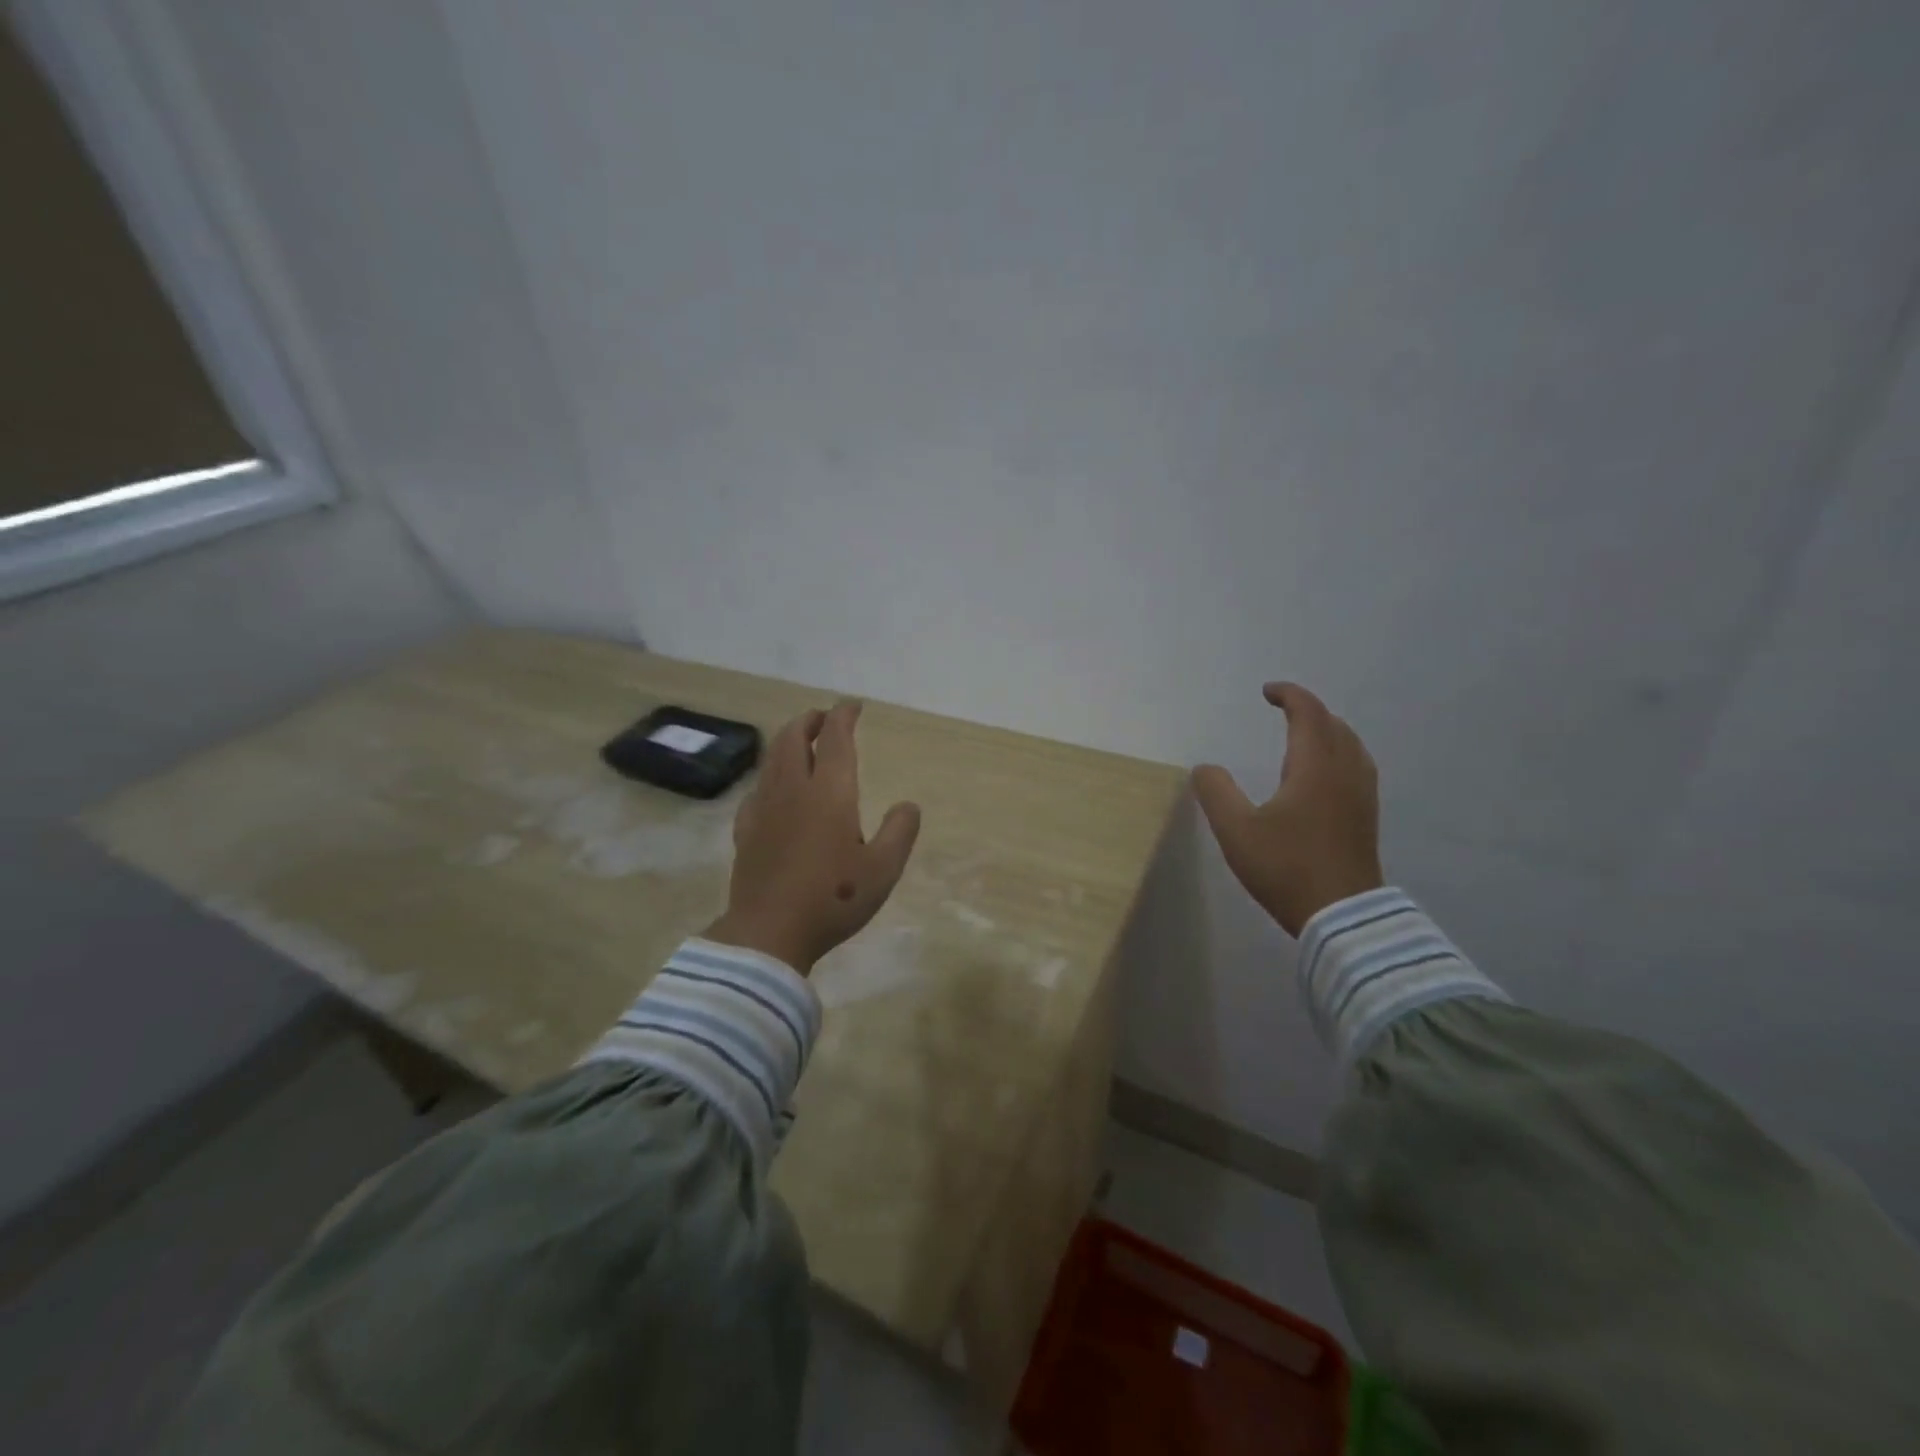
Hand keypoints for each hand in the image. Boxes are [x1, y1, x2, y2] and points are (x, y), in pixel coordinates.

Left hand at [704, 700, 921, 974]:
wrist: (769, 932)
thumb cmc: (833, 899)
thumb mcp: (883, 870)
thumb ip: (900, 832)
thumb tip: (909, 805)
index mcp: (830, 793)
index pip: (836, 738)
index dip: (844, 716)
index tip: (853, 705)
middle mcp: (793, 789)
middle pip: (794, 738)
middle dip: (810, 720)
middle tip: (824, 718)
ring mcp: (764, 808)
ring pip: (772, 759)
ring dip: (788, 740)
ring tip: (801, 742)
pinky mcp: (746, 829)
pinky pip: (758, 787)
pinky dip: (771, 774)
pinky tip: (774, 789)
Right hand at [1192, 683, 1384, 937]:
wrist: (1342, 915)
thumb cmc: (1286, 867)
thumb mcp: (1236, 831)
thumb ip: (1216, 792)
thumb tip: (1204, 768)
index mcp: (1315, 766)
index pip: (1308, 713)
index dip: (1289, 695)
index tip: (1267, 692)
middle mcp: (1345, 772)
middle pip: (1334, 724)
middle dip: (1308, 710)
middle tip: (1282, 709)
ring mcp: (1362, 794)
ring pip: (1350, 745)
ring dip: (1327, 729)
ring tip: (1304, 734)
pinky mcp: (1367, 816)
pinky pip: (1357, 765)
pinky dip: (1339, 751)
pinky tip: (1325, 773)